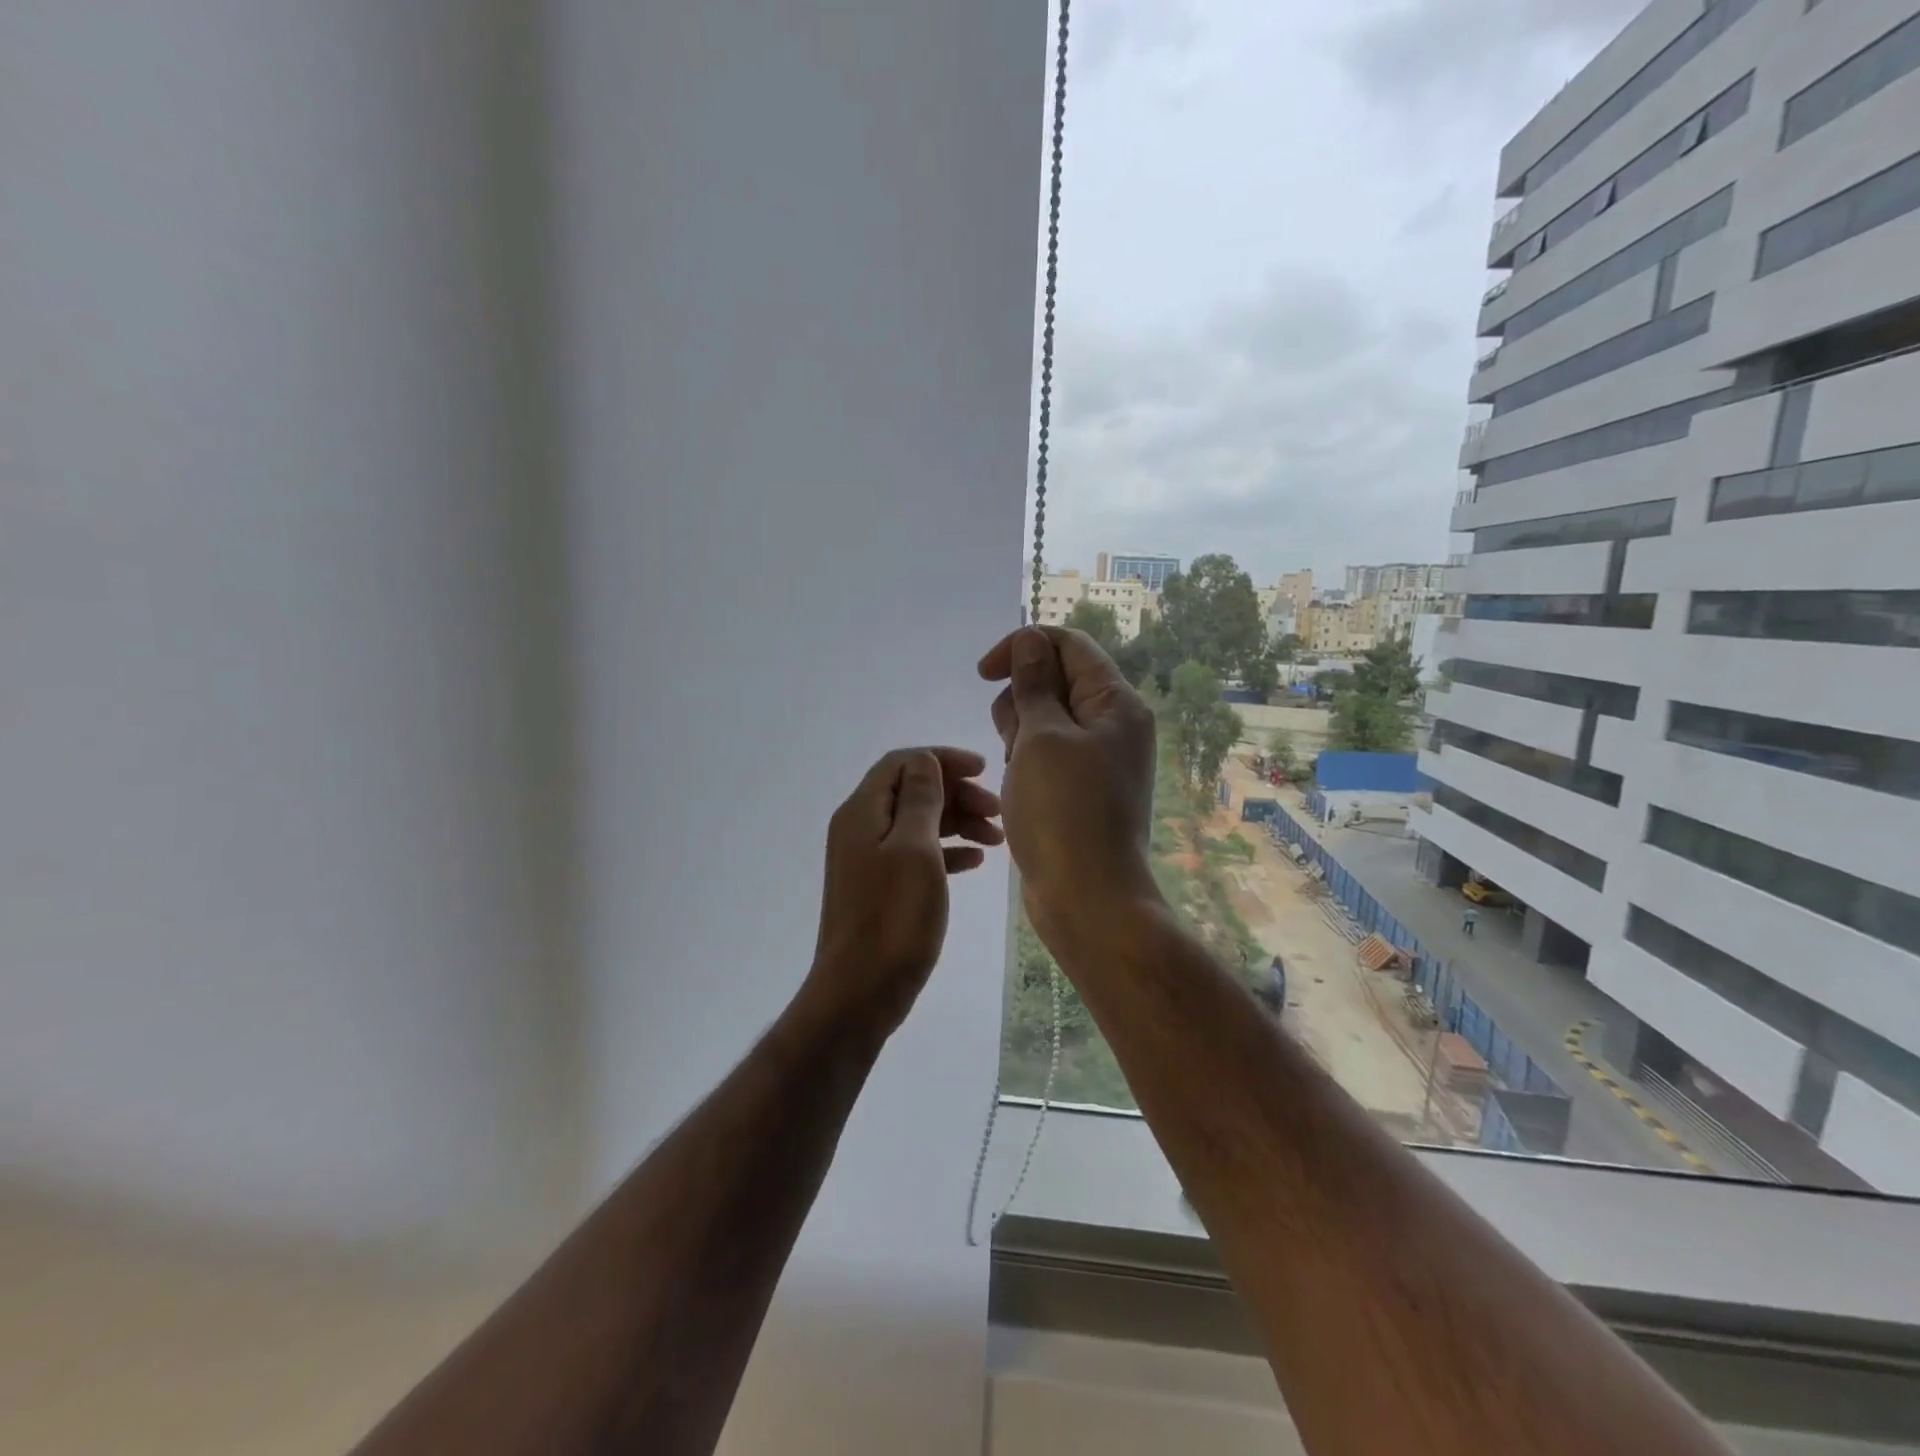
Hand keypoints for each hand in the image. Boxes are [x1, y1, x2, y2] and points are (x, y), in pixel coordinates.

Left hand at [803, 747, 1003, 1038]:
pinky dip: (947, 852)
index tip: (984, 770)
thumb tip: (925, 761)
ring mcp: (869, 860)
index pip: (903, 762)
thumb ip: (920, 798)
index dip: (943, 760)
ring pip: (918, 823)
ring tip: (997, 839)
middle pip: (912, 791)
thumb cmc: (893, 918)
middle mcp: (861, 828)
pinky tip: (975, 863)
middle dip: (957, 793)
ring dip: (957, 822)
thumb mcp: (914, 849)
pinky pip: (917, 854)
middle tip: (998, 812)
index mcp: (863, 811)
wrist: (860, 992)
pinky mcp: (880, 888)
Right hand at [978, 628, 1160, 945]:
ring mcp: (1098, 758)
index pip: (1067, 644)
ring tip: (1018, 772)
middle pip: (1054, 680)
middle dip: (1020, 701)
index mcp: (1115, 703)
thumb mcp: (1041, 738)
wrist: (1087, 898)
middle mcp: (1113, 724)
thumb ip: (1034, 684)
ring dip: (1019, 735)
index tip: (983, 674)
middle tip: (1016, 743)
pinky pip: (1046, 754)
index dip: (1022, 647)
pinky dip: (1026, 762)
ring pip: (1044, 719)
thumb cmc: (1063, 812)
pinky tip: (1019, 790)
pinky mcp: (1081, 787)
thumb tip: (1031, 640)